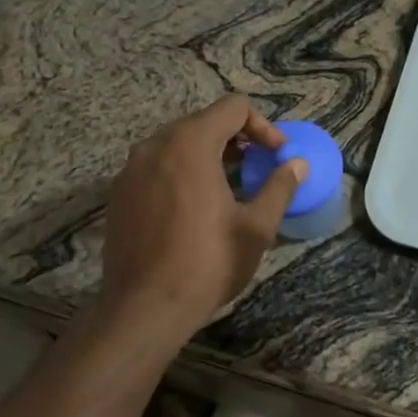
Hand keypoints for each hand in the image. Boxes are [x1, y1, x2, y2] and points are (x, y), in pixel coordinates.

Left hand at [99, 95, 305, 338]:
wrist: (144, 308)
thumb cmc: (207, 263)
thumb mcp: (256, 227)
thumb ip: (280, 187)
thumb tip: (298, 164)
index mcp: (190, 144)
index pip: (233, 108)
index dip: (263, 126)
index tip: (277, 155)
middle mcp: (155, 145)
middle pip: (203, 121)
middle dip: (236, 138)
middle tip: (258, 166)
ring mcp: (131, 169)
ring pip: (177, 143)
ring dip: (208, 153)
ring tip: (229, 184)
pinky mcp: (119, 193)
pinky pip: (156, 166)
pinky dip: (181, 171)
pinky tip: (194, 205)